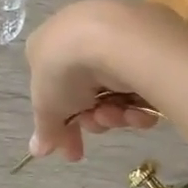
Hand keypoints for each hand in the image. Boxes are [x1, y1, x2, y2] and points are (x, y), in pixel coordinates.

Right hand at [24, 0, 170, 162]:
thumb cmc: (66, 69)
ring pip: (116, 90)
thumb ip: (45, 130)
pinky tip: (138, 110)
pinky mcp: (150, 41)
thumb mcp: (47, 106)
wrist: (112, 38)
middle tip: (96, 124)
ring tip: (116, 114)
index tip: (73, 151)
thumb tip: (37, 150)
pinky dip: (139, 101)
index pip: (56, 90)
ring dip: (114, 113)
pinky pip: (142, 80)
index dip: (63, 124)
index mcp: (50, 45)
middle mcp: (82, 36)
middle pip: (89, 93)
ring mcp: (117, 37)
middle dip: (93, 118)